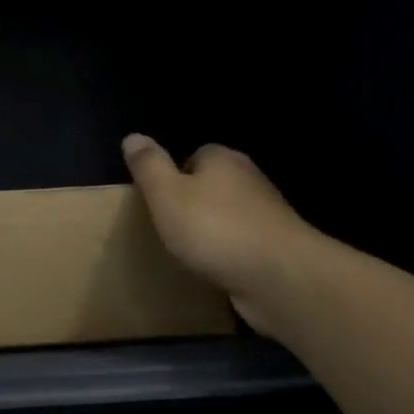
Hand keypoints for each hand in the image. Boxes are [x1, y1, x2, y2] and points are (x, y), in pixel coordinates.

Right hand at [122, 135, 322, 336]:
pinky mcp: (277, 247)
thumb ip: (149, 166)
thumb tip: (132, 136)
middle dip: (193, 203)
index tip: (158, 202)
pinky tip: (216, 271)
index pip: (194, 155)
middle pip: (213, 185)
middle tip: (169, 228)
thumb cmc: (215, 229)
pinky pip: (244, 244)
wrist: (280, 277)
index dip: (174, 176)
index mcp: (222, 159)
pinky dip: (230, 254)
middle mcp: (249, 179)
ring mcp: (268, 214)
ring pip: (229, 216)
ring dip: (213, 231)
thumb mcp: (167, 194)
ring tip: (190, 253)